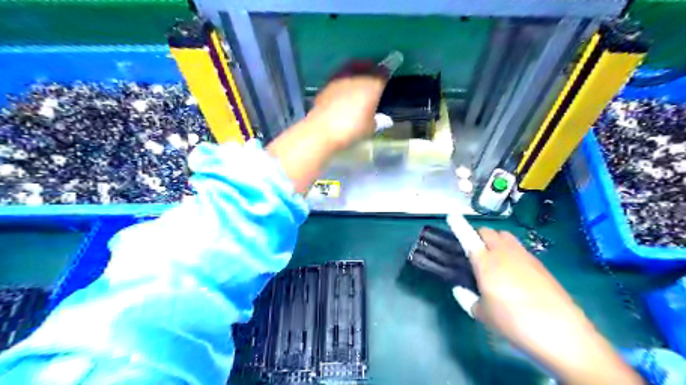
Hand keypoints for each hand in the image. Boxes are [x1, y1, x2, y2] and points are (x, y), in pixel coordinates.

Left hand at [308, 64, 386, 148]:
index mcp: (372, 85)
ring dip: (355, 72)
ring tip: (358, 80)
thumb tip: (381, 119)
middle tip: (373, 73)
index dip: (387, 70)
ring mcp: (340, 79)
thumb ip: (377, 120)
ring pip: (351, 69)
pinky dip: (343, 82)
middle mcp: (356, 77)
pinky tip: (343, 91)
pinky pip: (339, 79)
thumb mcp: (370, 128)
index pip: (383, 72)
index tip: (390, 68)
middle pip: (366, 67)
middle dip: (370, 69)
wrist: (322, 130)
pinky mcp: (326, 86)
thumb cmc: (352, 129)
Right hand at [470, 229, 639, 384]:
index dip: (459, 226)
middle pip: (488, 232)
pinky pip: (519, 248)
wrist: (561, 332)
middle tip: (475, 252)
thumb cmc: (513, 322)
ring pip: (505, 236)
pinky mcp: (539, 263)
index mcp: (485, 263)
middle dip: (478, 236)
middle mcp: (504, 253)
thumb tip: (460, 290)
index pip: (468, 238)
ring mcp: (524, 256)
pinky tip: (514, 272)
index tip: (452, 215)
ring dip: (495, 241)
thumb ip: (467, 299)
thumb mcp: (483, 315)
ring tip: (494, 259)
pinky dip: (511, 251)